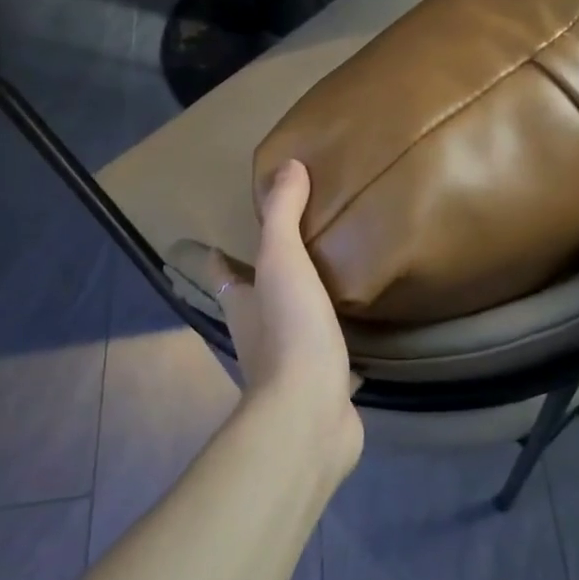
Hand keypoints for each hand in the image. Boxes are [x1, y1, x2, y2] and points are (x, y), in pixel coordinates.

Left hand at [214, 161, 362, 479]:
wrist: (310, 414)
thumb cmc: (289, 330)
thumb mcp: (283, 261)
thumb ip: (283, 215)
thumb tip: (287, 166)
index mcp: (242, 304)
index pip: (222, 273)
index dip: (218, 257)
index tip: (219, 240)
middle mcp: (258, 334)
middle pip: (256, 299)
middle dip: (265, 279)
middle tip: (293, 249)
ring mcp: (290, 364)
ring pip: (292, 326)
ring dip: (302, 308)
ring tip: (330, 280)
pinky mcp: (322, 385)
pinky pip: (328, 354)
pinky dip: (336, 341)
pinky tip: (360, 329)